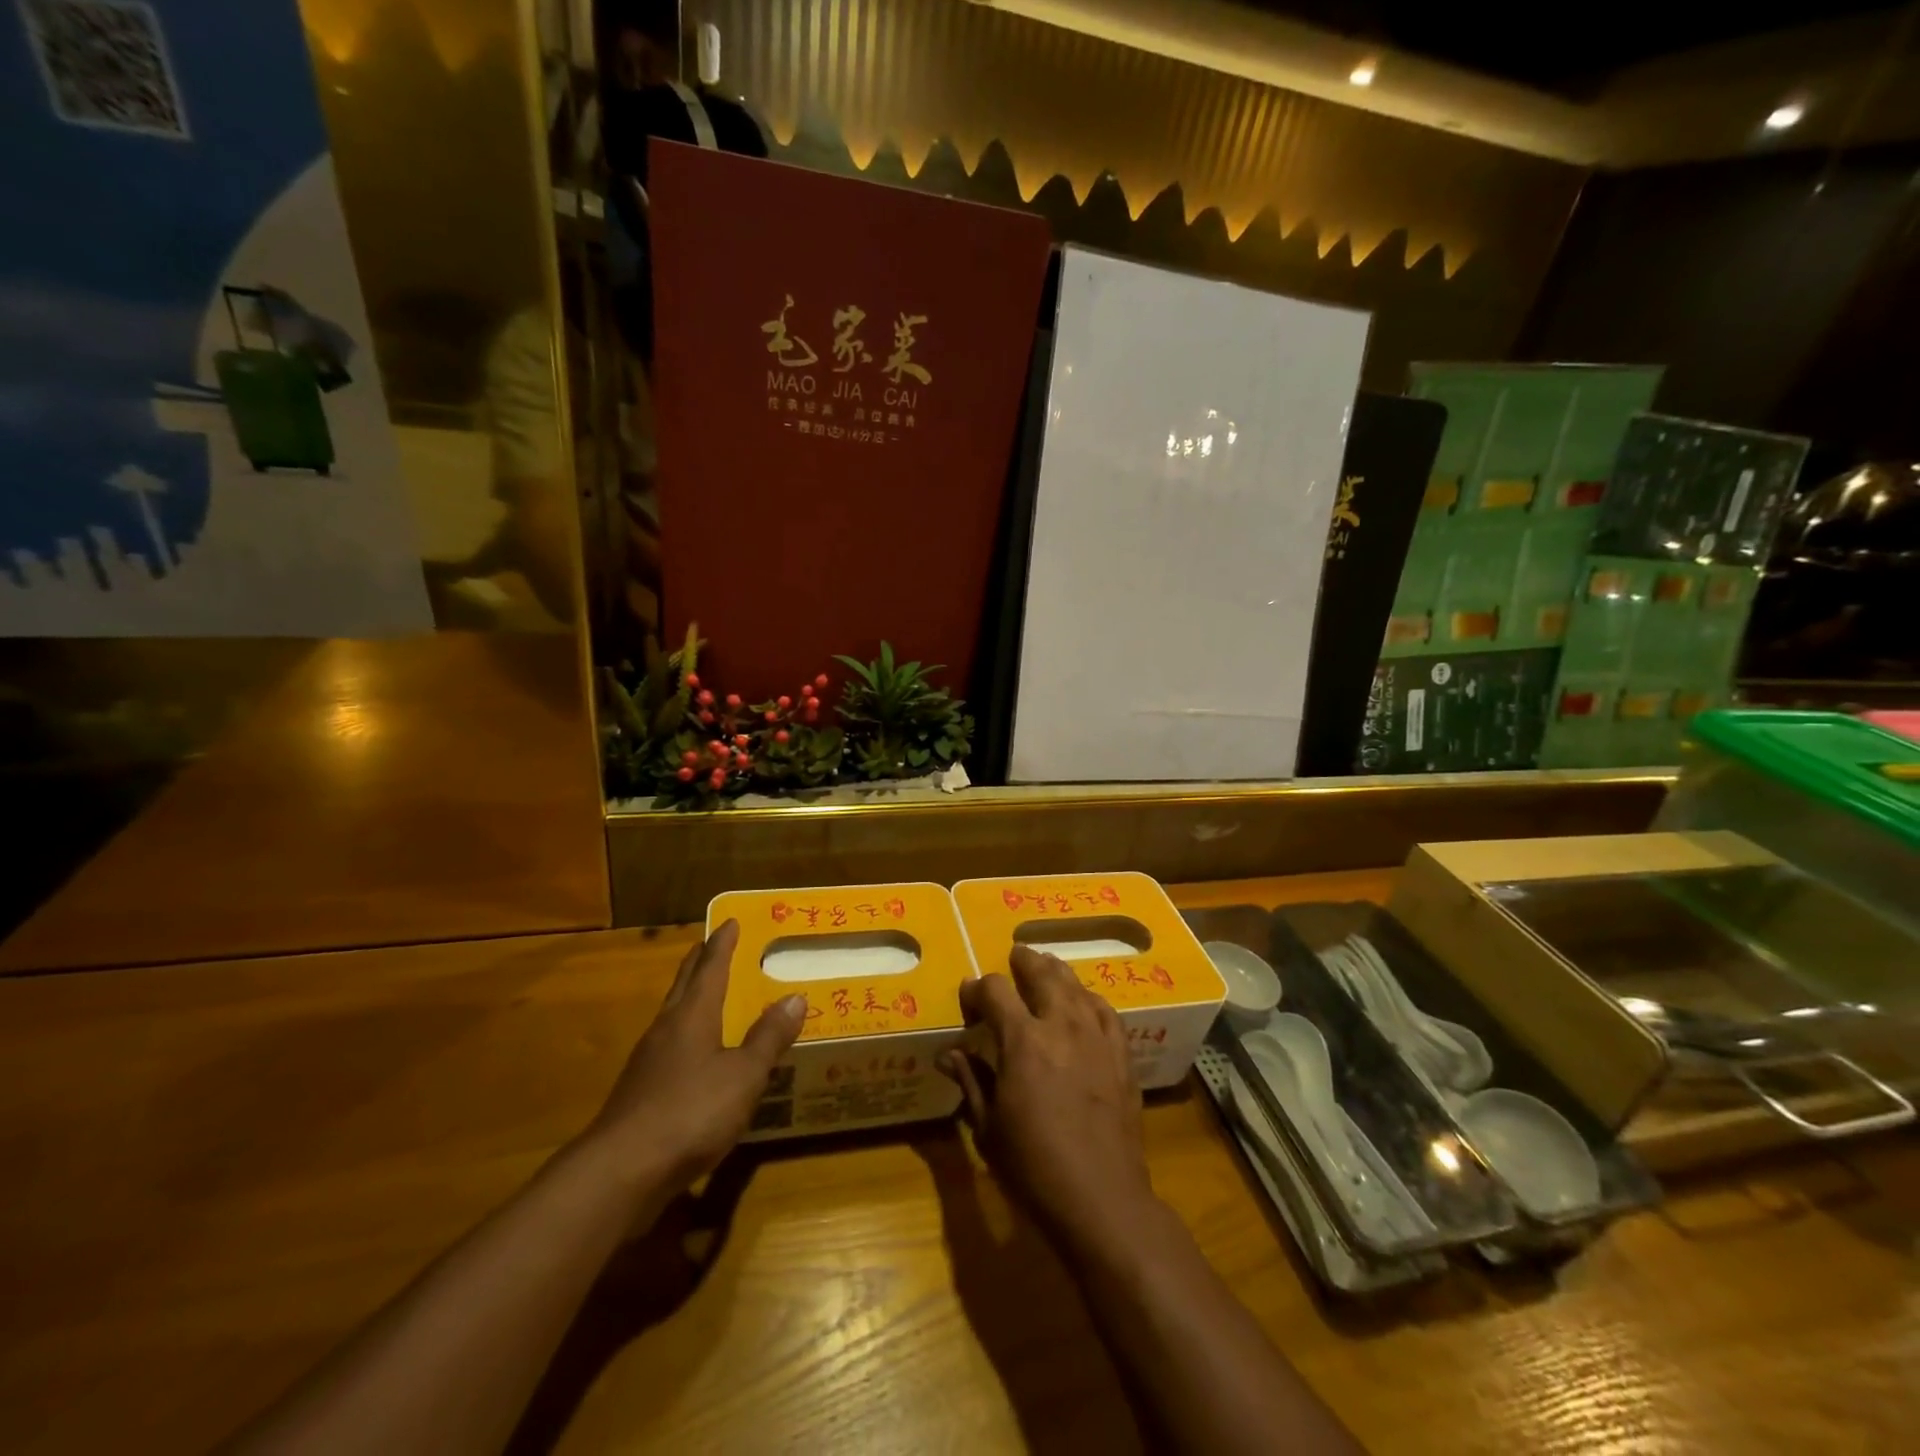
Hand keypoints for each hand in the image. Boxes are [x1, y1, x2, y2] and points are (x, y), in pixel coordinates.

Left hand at [581, 920, 804, 1201]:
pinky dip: (686, 1035)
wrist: (622, 1172)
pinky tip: (696, 1055)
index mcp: (692, 1015)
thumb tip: (795, 997)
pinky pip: (669, 1047)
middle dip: (699, 963)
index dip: (722, 945)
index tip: (729, 922)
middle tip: (711, 945)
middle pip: (684, 985)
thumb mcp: (744, 1075)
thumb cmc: (691, 1112)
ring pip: (673, 1015)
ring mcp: (649, 1062)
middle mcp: (667, 1029)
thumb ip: (768, 1037)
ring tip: (707, 994)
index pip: (710, 968)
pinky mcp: (641, 1093)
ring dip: (690, 997)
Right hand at [938, 946, 1156, 1242]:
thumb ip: (970, 1080)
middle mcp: (1061, 1025)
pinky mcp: (1121, 1055)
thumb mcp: (988, 1127)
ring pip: (1076, 986)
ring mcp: (1096, 1037)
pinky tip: (1085, 1002)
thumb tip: (948, 1053)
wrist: (1101, 1199)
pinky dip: (1090, 999)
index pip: (996, 990)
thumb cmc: (1033, 1167)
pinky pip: (1105, 1011)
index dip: (978, 987)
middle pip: (1042, 973)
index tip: (969, 995)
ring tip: (1046, 968)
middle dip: (1024, 961)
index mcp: (1023, 1040)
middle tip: (1014, 957)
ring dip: (1056, 972)